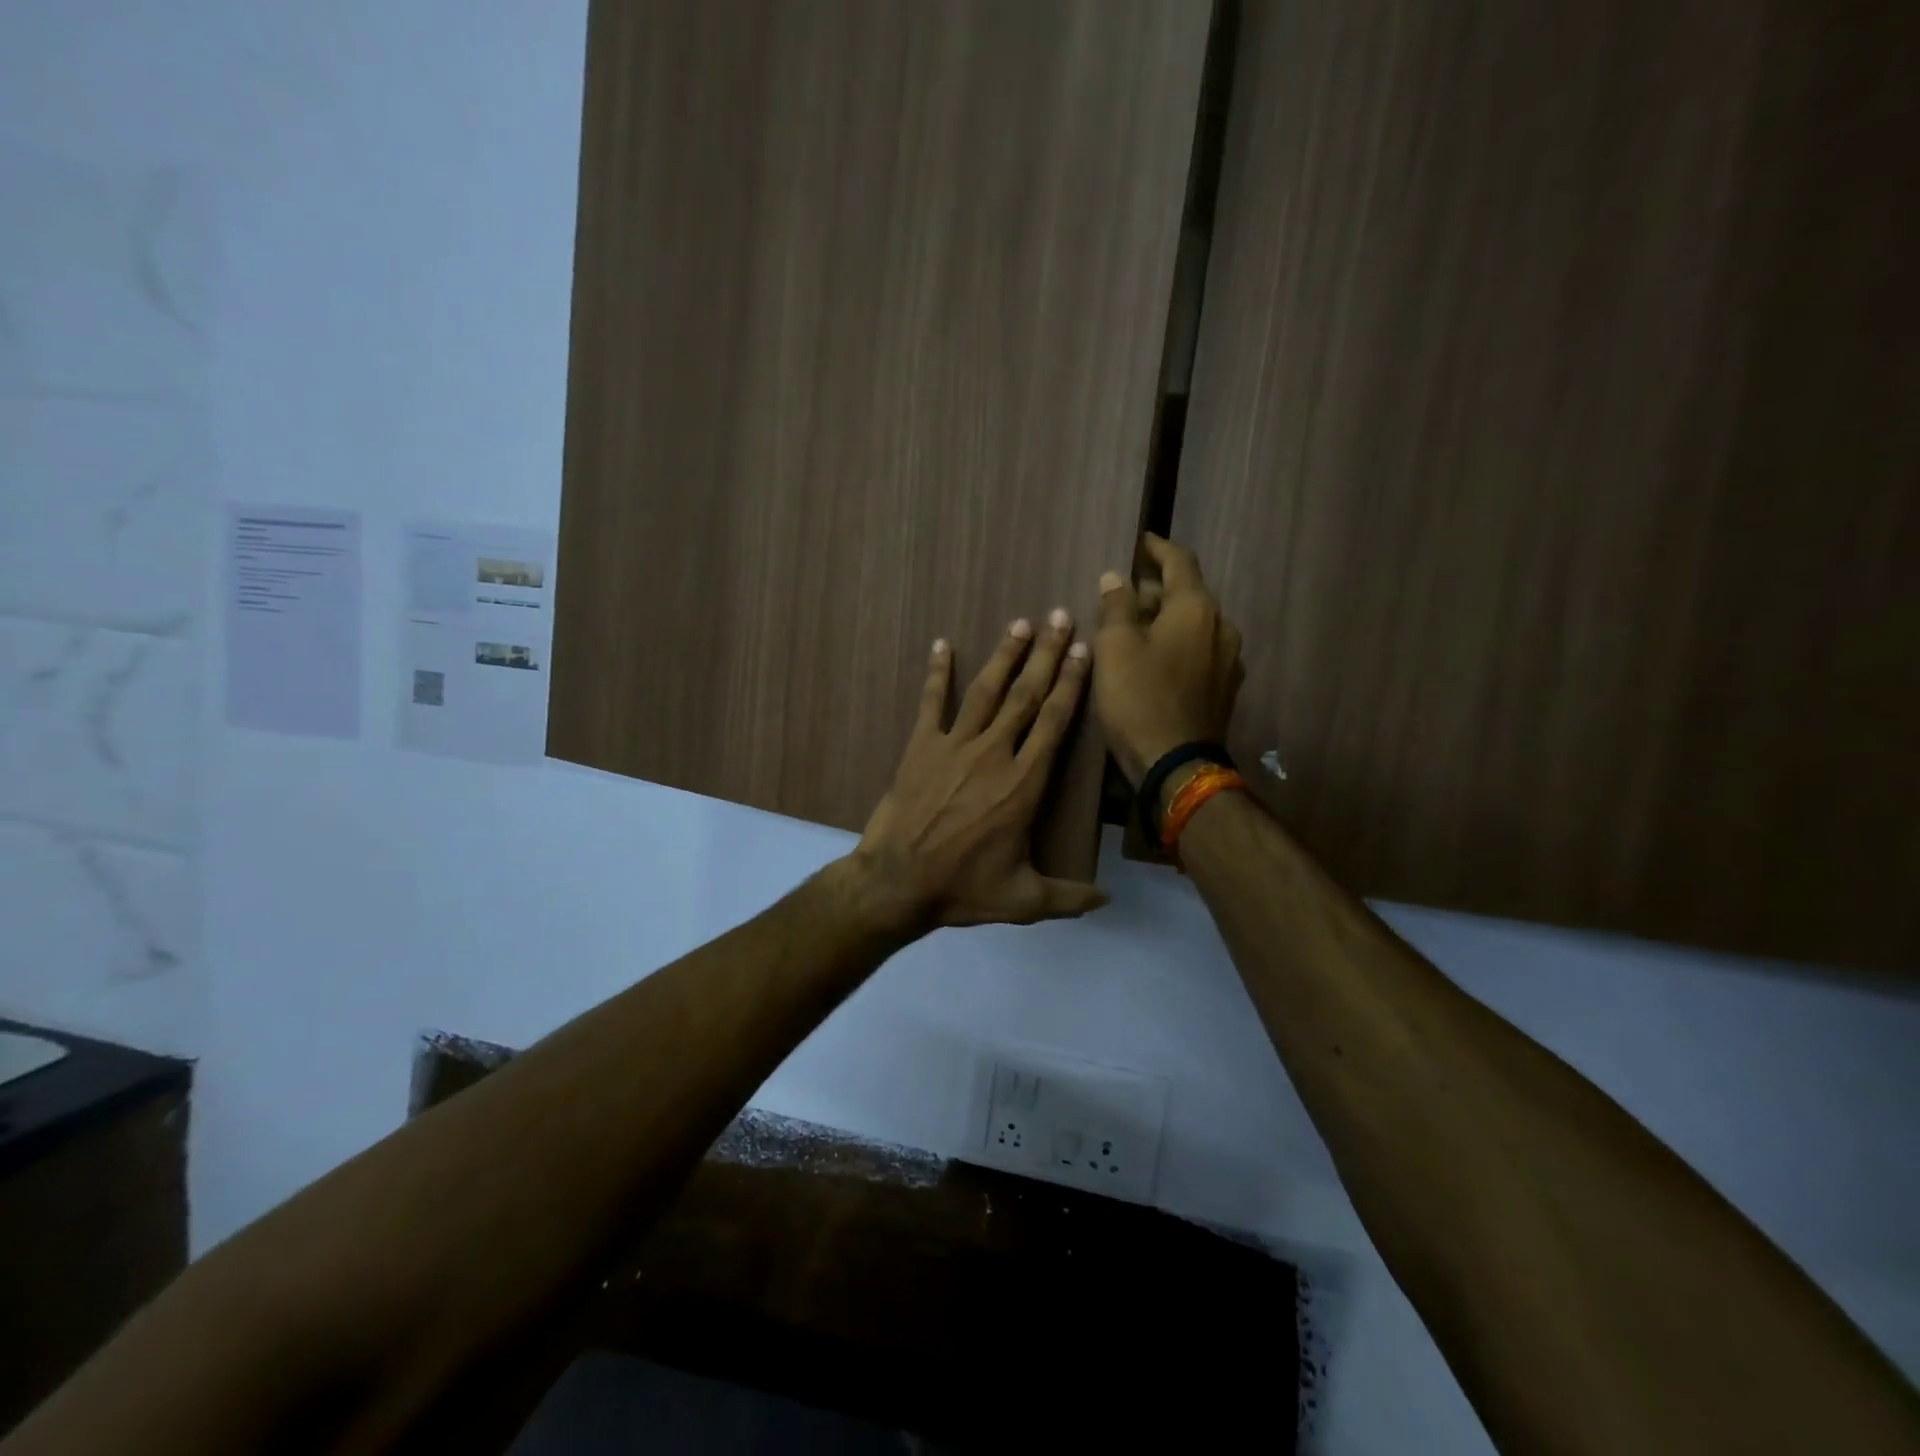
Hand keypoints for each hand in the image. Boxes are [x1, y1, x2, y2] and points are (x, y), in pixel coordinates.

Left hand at [849, 610, 1108, 930]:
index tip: (1083, 651)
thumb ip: (1069, 898)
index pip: (1054, 722)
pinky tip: (941, 645)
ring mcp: (954, 746)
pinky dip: (937, 673)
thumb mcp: (1023, 901)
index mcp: (1024, 783)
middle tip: (1061, 617)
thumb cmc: (962, 889)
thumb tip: (1109, 903)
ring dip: (1004, 655)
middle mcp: (994, 753)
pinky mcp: (920, 747)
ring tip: (1021, 624)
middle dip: (1047, 655)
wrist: (897, 882)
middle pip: (1026, 695)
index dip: (1071, 684)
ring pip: (986, 691)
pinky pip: (931, 702)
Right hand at [1093, 534, 1244, 784]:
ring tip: (1136, 626)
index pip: (1179, 561)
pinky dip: (1177, 643)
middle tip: (1125, 591)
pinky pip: (1199, 650)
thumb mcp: (1115, 648)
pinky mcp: (1225, 687)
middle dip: (1157, 587)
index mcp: (1196, 608)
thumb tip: (1117, 578)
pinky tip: (1155, 658)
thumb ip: (1116, 606)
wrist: (1176, 765)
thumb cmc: (1139, 699)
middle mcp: (1221, 626)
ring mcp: (1228, 659)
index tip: (1140, 541)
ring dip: (1167, 618)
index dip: (1157, 548)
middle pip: (1188, 593)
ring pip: (1194, 623)